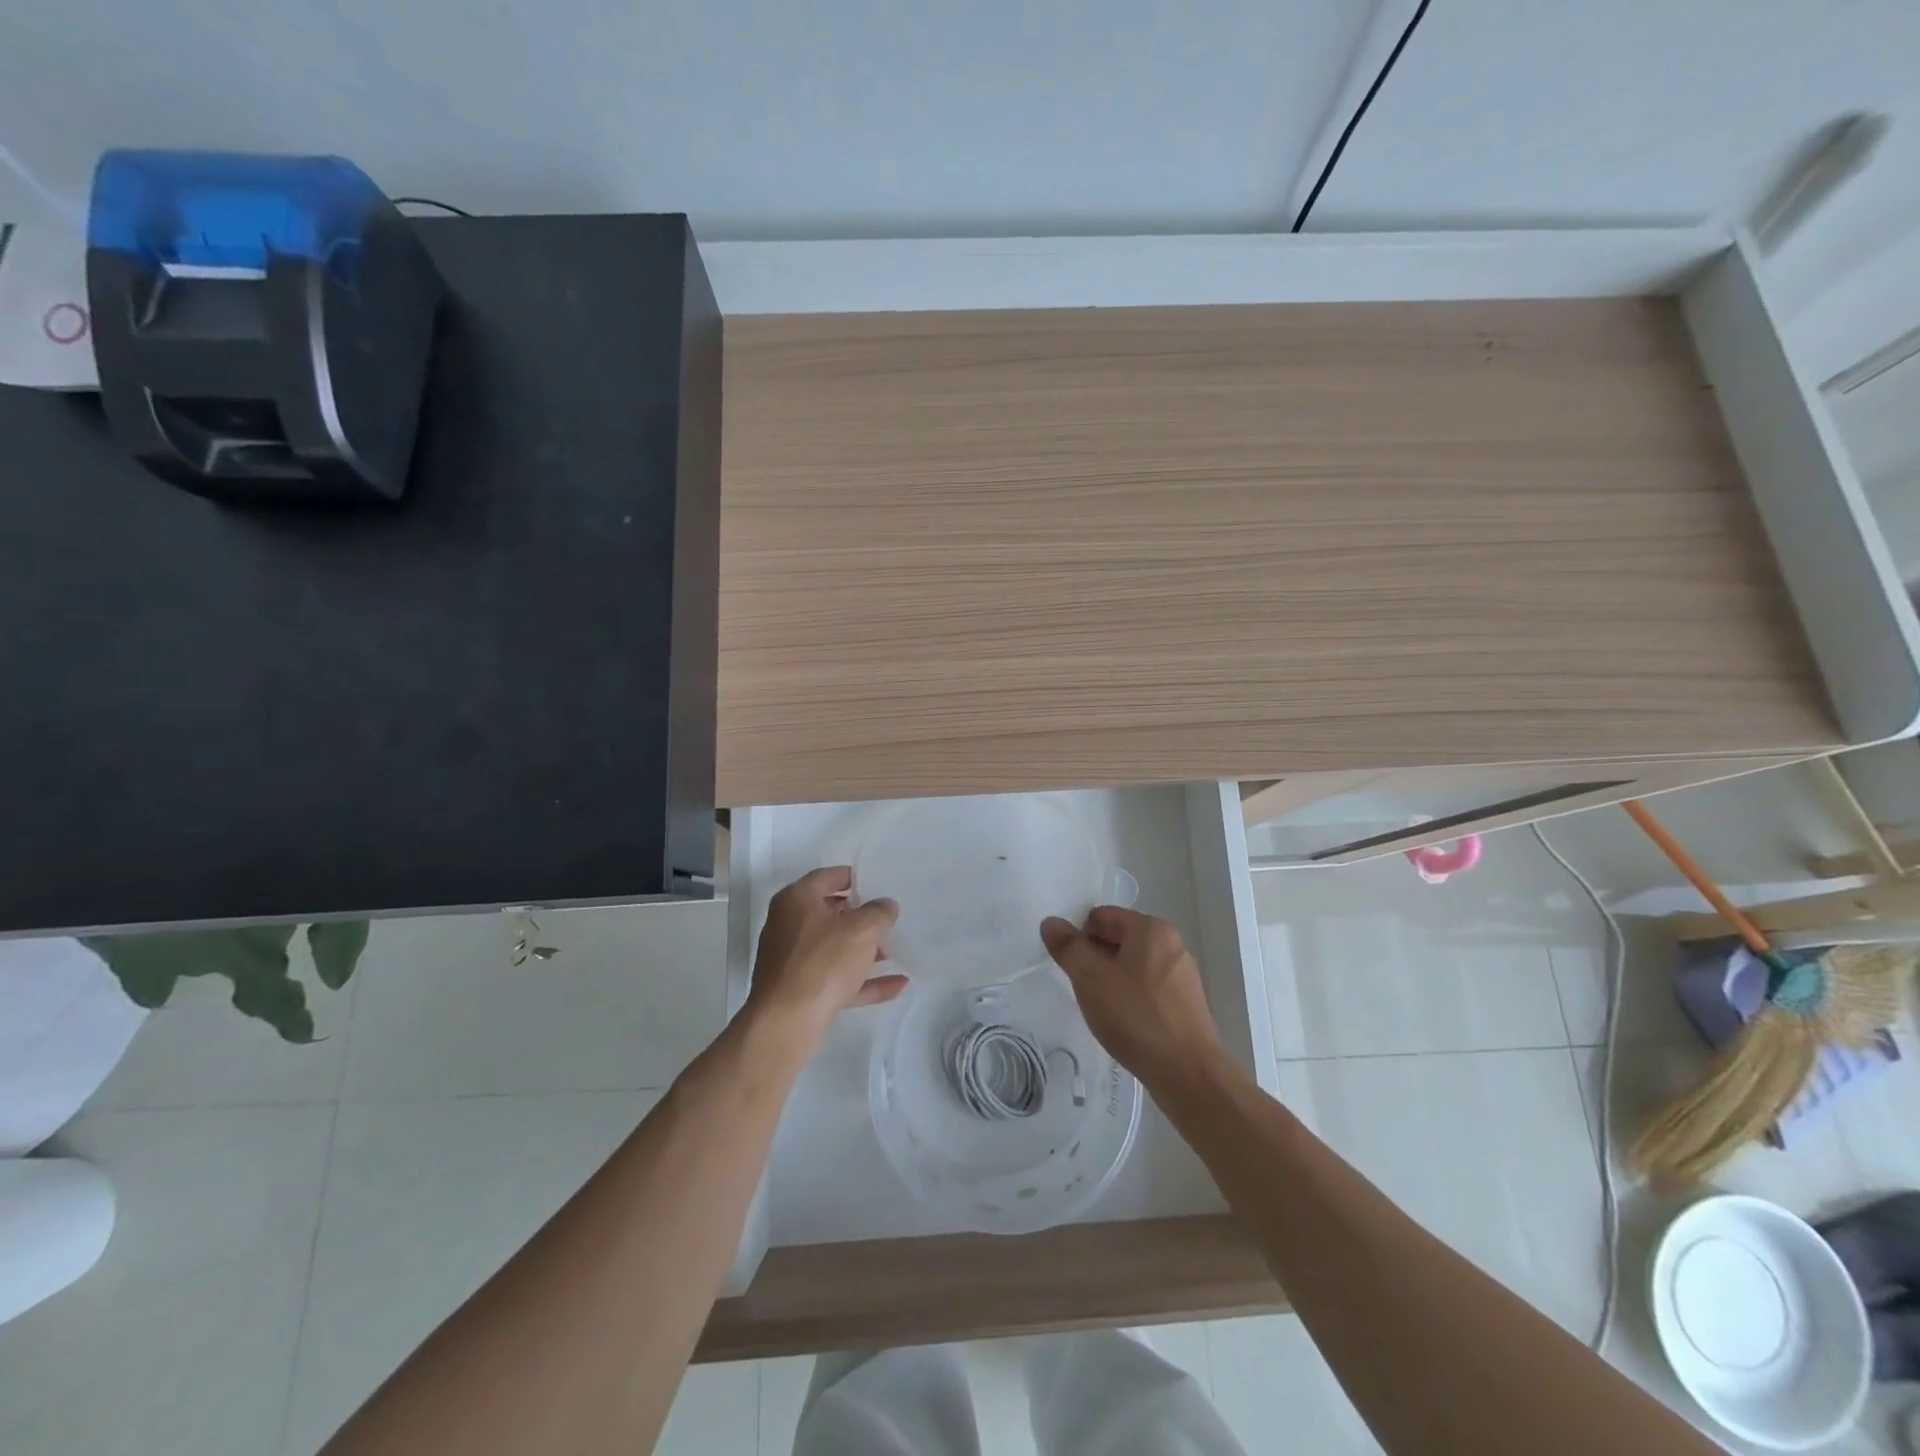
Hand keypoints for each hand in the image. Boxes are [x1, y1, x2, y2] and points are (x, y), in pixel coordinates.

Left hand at [747, 867, 906, 1034]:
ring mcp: (791, 960)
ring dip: (863, 950)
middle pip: (829, 914)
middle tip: (887, 917)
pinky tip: (896, 985)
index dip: (852, 877)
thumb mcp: (861, 929)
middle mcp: (788, 925)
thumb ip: (879, 912)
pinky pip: (836, 979)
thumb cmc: (823, 961)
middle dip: (860, 917)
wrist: (786, 1022)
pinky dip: (862, 981)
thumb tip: (886, 905)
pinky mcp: (798, 991)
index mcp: (796, 900)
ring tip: (895, 951)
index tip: (875, 882)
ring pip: (833, 948)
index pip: (826, 877)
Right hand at [1040, 907, 1226, 1091]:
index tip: (1068, 964)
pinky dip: (1131, 996)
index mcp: (1151, 929)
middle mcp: (1171, 944)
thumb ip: (1068, 947)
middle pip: (1119, 938)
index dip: (1079, 935)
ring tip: (1100, 1007)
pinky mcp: (1187, 1003)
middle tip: (1080, 986)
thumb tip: (1051, 922)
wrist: (1187, 1073)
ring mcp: (1182, 974)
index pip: (1102, 916)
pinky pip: (1149, 987)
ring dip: (1112, 978)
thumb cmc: (1136, 1017)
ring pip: (1134, 965)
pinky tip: (1123, 1022)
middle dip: (1095, 957)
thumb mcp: (1091, 979)